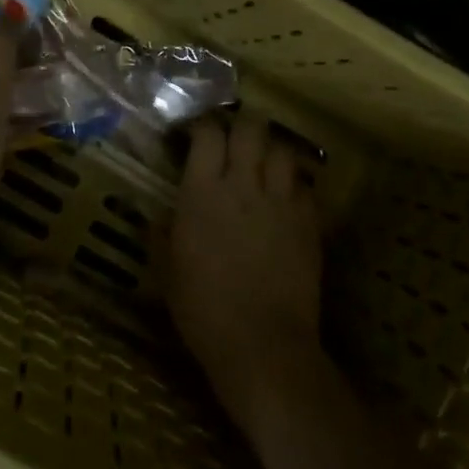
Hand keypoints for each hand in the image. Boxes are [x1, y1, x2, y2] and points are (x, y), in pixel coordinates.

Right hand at [164, 113, 328, 437]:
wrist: (262, 343)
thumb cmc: (202, 308)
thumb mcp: (166, 270)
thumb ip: (160, 234)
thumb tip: (158, 217)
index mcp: (202, 191)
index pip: (207, 133)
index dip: (202, 125)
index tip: (196, 132)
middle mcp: (244, 185)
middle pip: (250, 129)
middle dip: (243, 125)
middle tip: (235, 137)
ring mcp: (282, 202)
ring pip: (283, 150)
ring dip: (271, 151)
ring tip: (264, 163)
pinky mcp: (310, 223)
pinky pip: (305, 187)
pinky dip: (295, 185)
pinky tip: (286, 200)